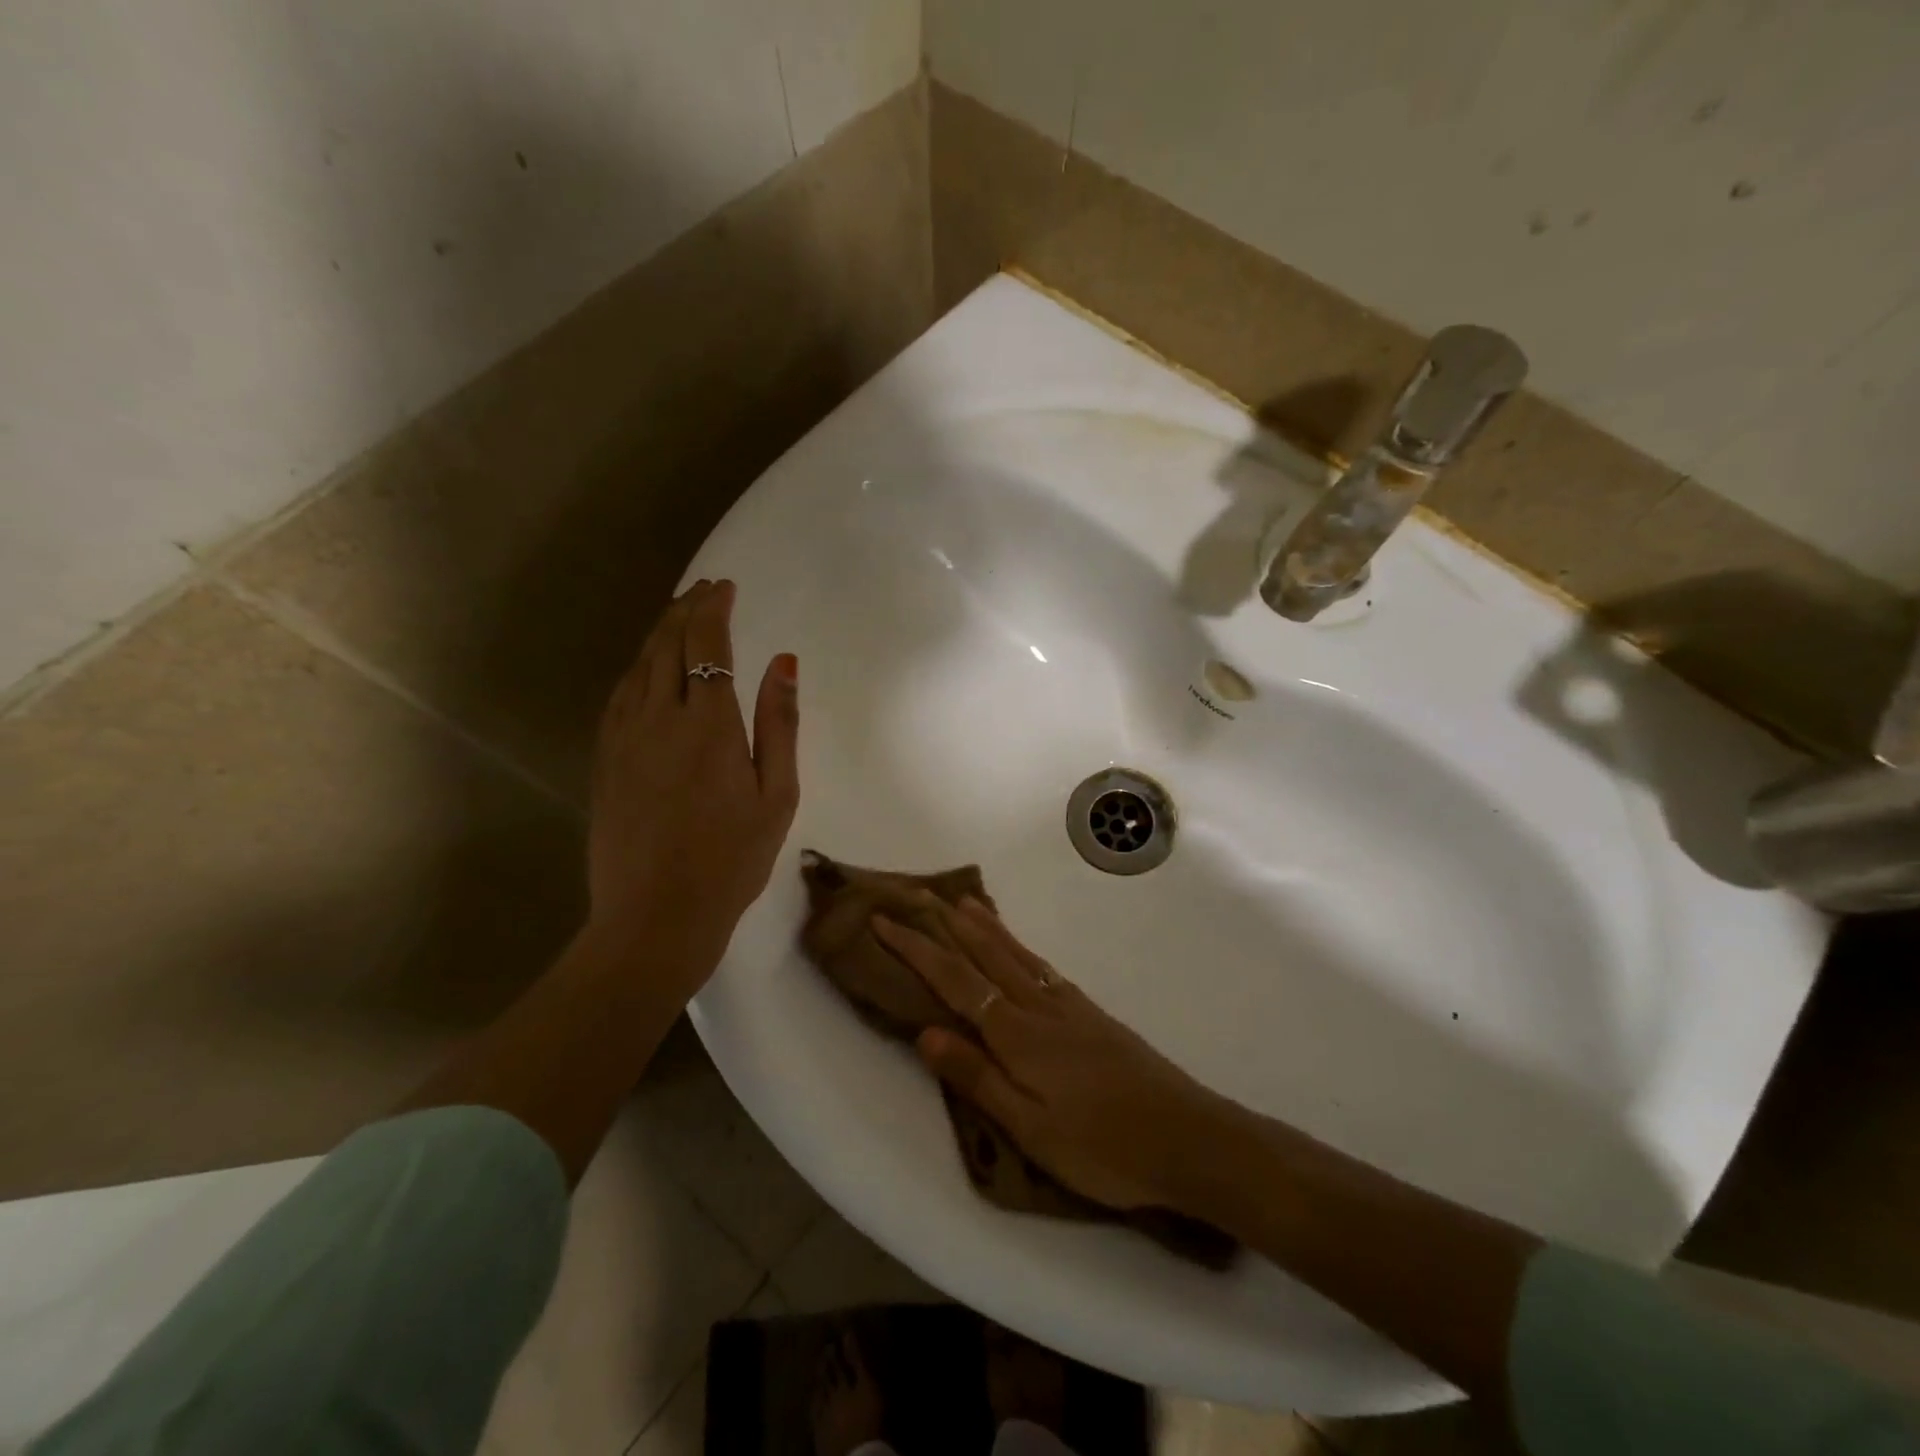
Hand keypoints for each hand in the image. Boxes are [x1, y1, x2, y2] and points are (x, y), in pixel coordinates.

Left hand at [588, 579, 799, 971]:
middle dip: (686, 610)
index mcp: (708, 726)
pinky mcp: (605, 760)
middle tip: (704, 589)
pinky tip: (645, 668)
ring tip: (678, 615)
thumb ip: (779, 724)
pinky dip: (636, 669)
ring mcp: (624, 739)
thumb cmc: (732, 860)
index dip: (714, 609)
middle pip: (666, 645)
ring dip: (659, 633)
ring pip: (638, 667)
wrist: (655, 917)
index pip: (705, 646)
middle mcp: (659, 720)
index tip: (726, 587)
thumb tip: (783, 662)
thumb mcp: (776, 796)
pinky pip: (618, 696)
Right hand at [873, 897, 1238, 1213]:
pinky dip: (1018, 946)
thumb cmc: (1103, 1146)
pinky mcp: (1090, 1012)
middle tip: (917, 894)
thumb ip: (977, 1077)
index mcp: (1016, 1034)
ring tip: (960, 902)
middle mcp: (1038, 1006)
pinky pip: (1041, 965)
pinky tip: (1016, 948)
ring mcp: (1067, 1005)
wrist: (1187, 1136)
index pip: (954, 980)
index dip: (917, 949)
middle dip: (944, 926)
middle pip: (982, 956)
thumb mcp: (1031, 1128)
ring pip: (1014, 954)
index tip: (884, 921)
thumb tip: (924, 1032)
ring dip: (983, 926)